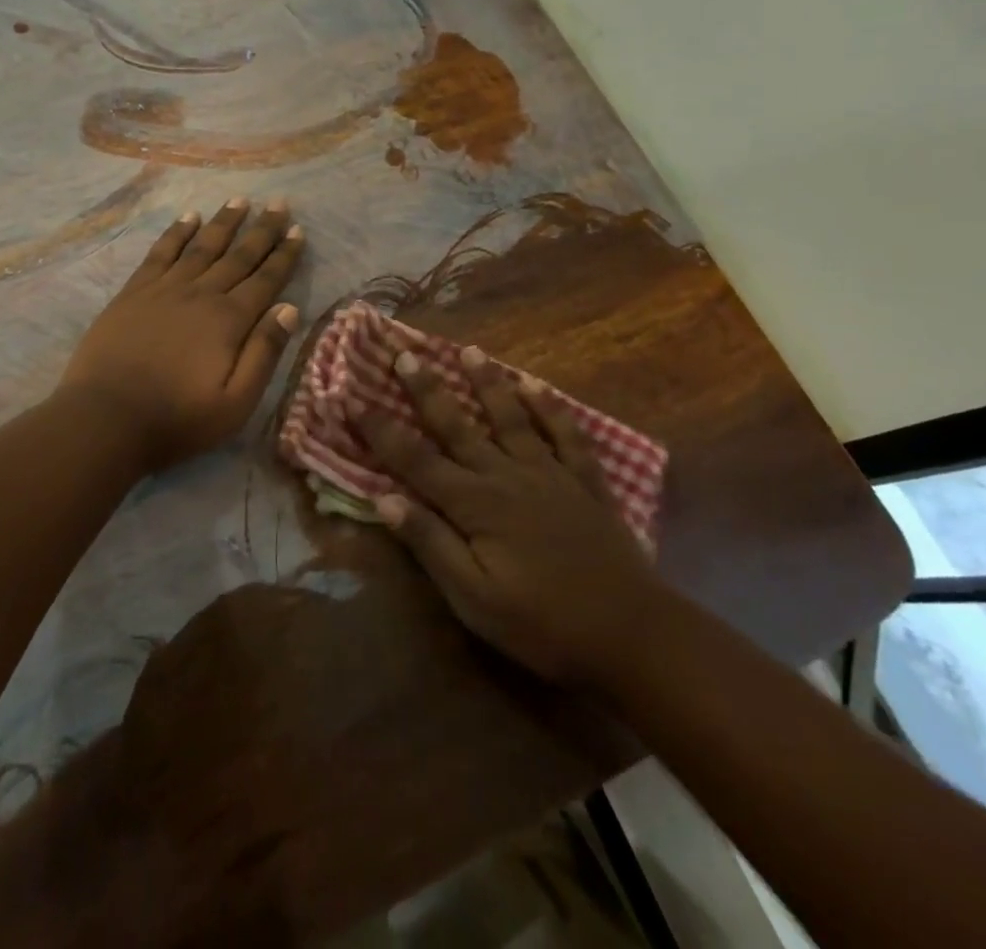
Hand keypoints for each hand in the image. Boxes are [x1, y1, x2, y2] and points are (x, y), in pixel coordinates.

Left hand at [59, 199, 304, 468]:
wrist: (106, 420)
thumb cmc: (177, 420)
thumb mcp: (236, 403)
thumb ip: (264, 353)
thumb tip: (289, 309)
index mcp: (229, 321)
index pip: (265, 280)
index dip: (283, 255)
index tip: (297, 231)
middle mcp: (201, 295)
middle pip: (238, 256)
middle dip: (261, 229)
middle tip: (278, 203)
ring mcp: (164, 290)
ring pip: (201, 247)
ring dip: (223, 222)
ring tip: (240, 200)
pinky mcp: (134, 293)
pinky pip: (160, 253)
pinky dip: (177, 233)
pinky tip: (188, 217)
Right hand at [355, 350, 663, 686]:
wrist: (631, 634)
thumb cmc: (543, 624)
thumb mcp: (474, 598)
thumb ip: (431, 543)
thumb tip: (383, 498)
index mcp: (475, 504)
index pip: (415, 459)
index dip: (381, 429)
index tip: (353, 398)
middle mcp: (506, 475)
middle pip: (458, 425)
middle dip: (427, 389)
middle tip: (405, 353)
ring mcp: (549, 473)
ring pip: (511, 417)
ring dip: (487, 383)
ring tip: (469, 351)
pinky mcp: (584, 481)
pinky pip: (565, 433)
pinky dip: (550, 407)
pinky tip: (536, 385)